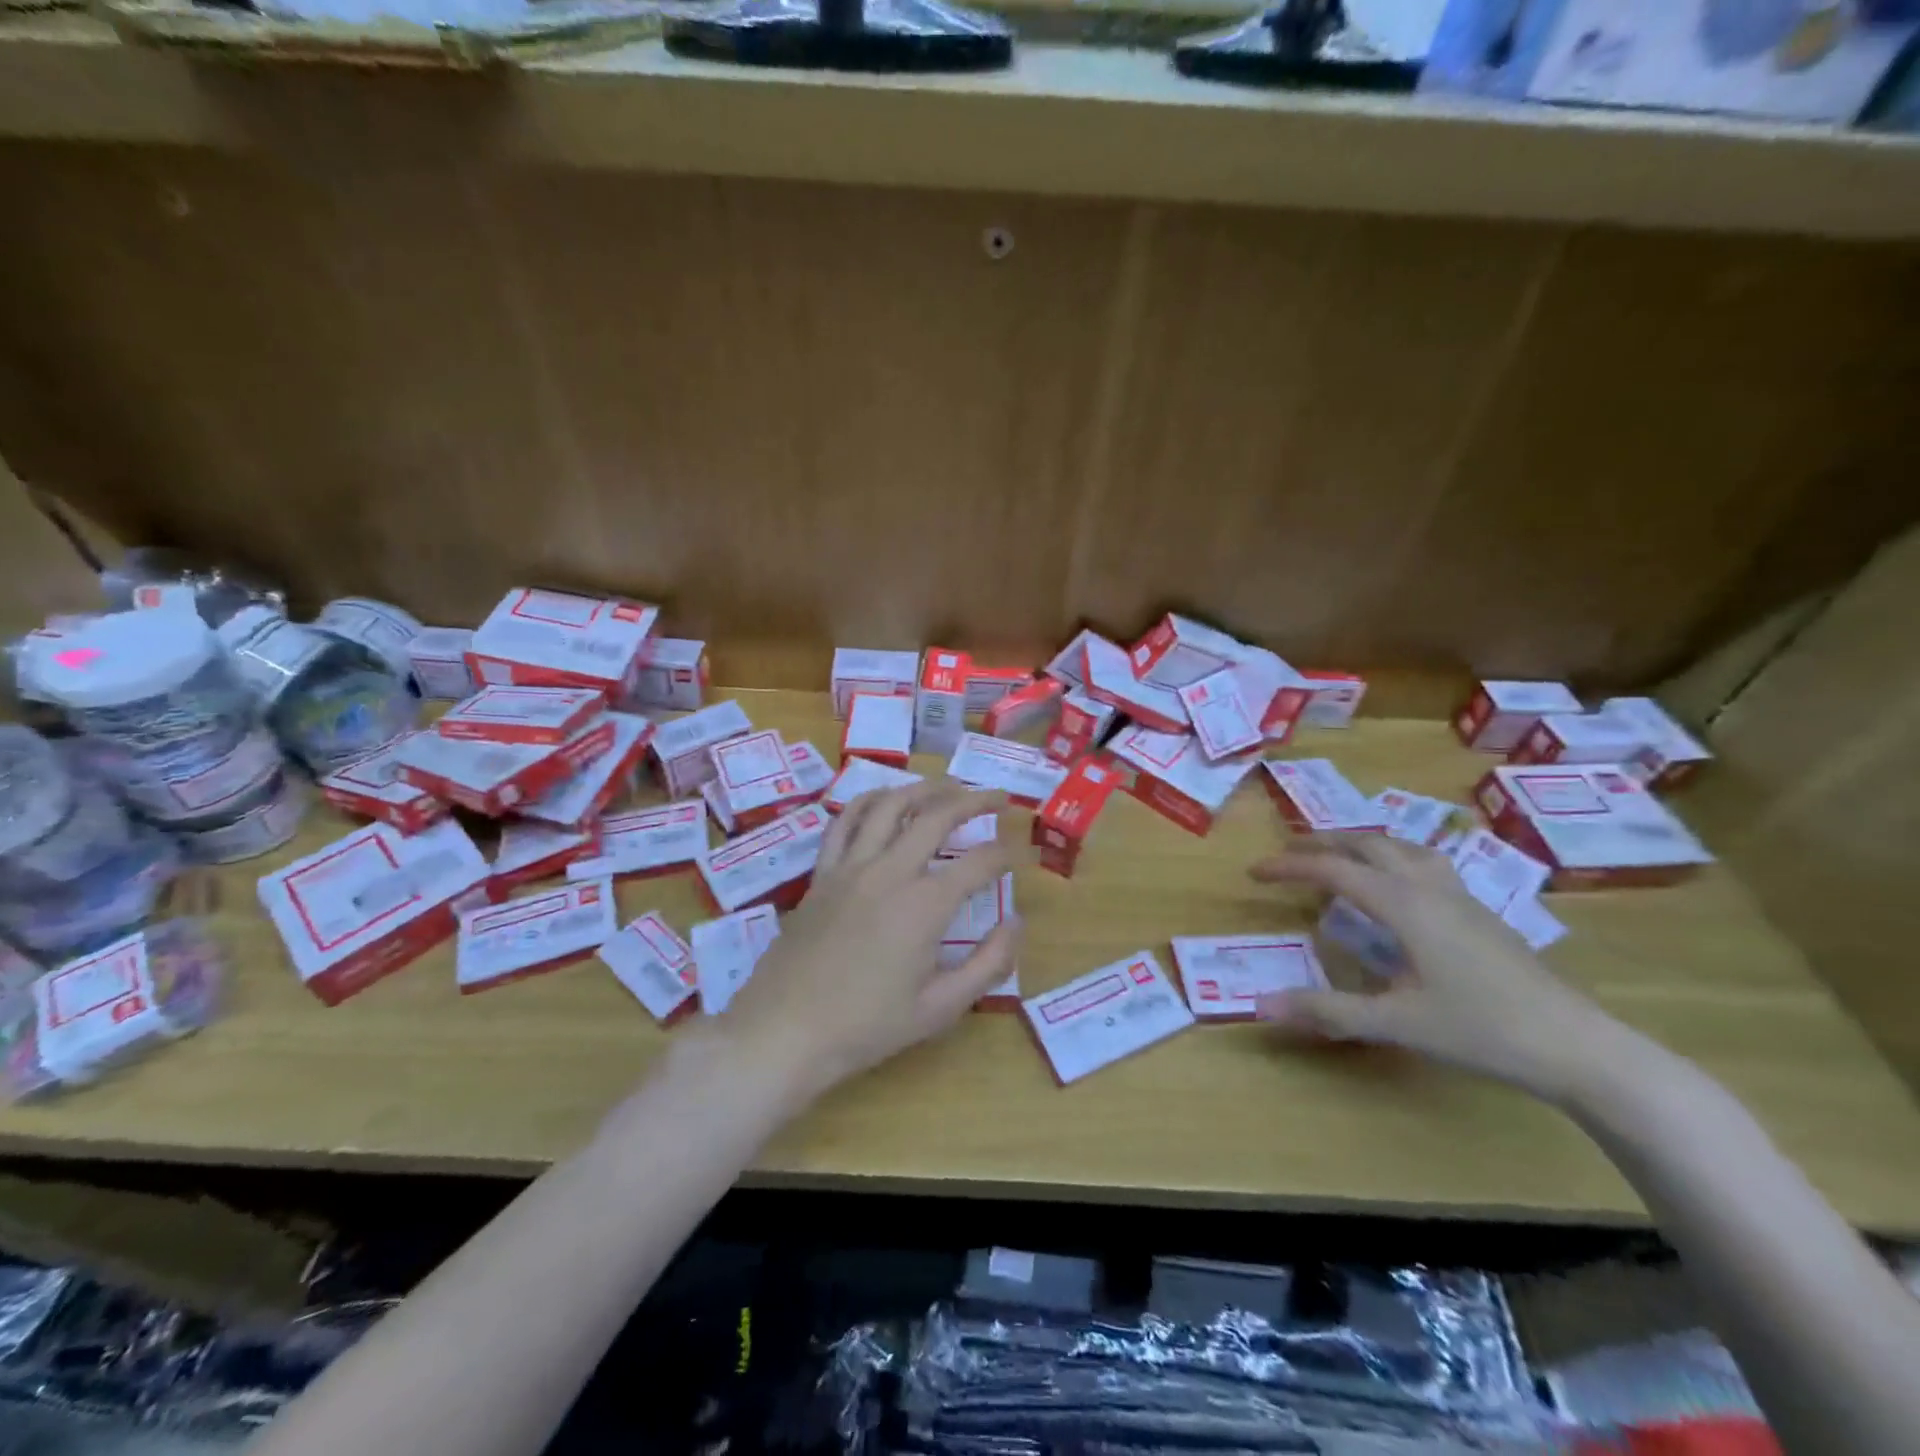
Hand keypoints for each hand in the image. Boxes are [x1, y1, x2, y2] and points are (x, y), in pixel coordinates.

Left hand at [718, 780, 1022, 1102]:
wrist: (786, 1031)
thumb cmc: (867, 1026)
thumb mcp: (940, 1009)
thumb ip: (988, 963)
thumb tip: (1016, 922)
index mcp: (925, 905)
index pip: (979, 863)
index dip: (1005, 854)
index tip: (1019, 852)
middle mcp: (890, 872)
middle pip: (938, 816)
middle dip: (974, 800)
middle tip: (996, 797)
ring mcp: (851, 867)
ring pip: (891, 805)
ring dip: (924, 788)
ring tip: (946, 787)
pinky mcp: (823, 873)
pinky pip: (846, 822)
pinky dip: (869, 801)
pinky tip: (884, 800)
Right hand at [1252, 834, 1628, 1102]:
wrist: (1581, 1048)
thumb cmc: (1484, 1031)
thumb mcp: (1398, 1024)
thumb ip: (1328, 1011)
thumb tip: (1261, 1004)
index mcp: (1405, 905)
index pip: (1334, 871)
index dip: (1290, 867)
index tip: (1254, 872)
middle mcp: (1431, 889)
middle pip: (1369, 844)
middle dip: (1323, 844)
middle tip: (1288, 855)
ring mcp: (1462, 898)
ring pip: (1403, 848)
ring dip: (1362, 845)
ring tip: (1338, 858)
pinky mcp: (1482, 915)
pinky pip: (1426, 865)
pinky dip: (1393, 861)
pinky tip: (1398, 890)